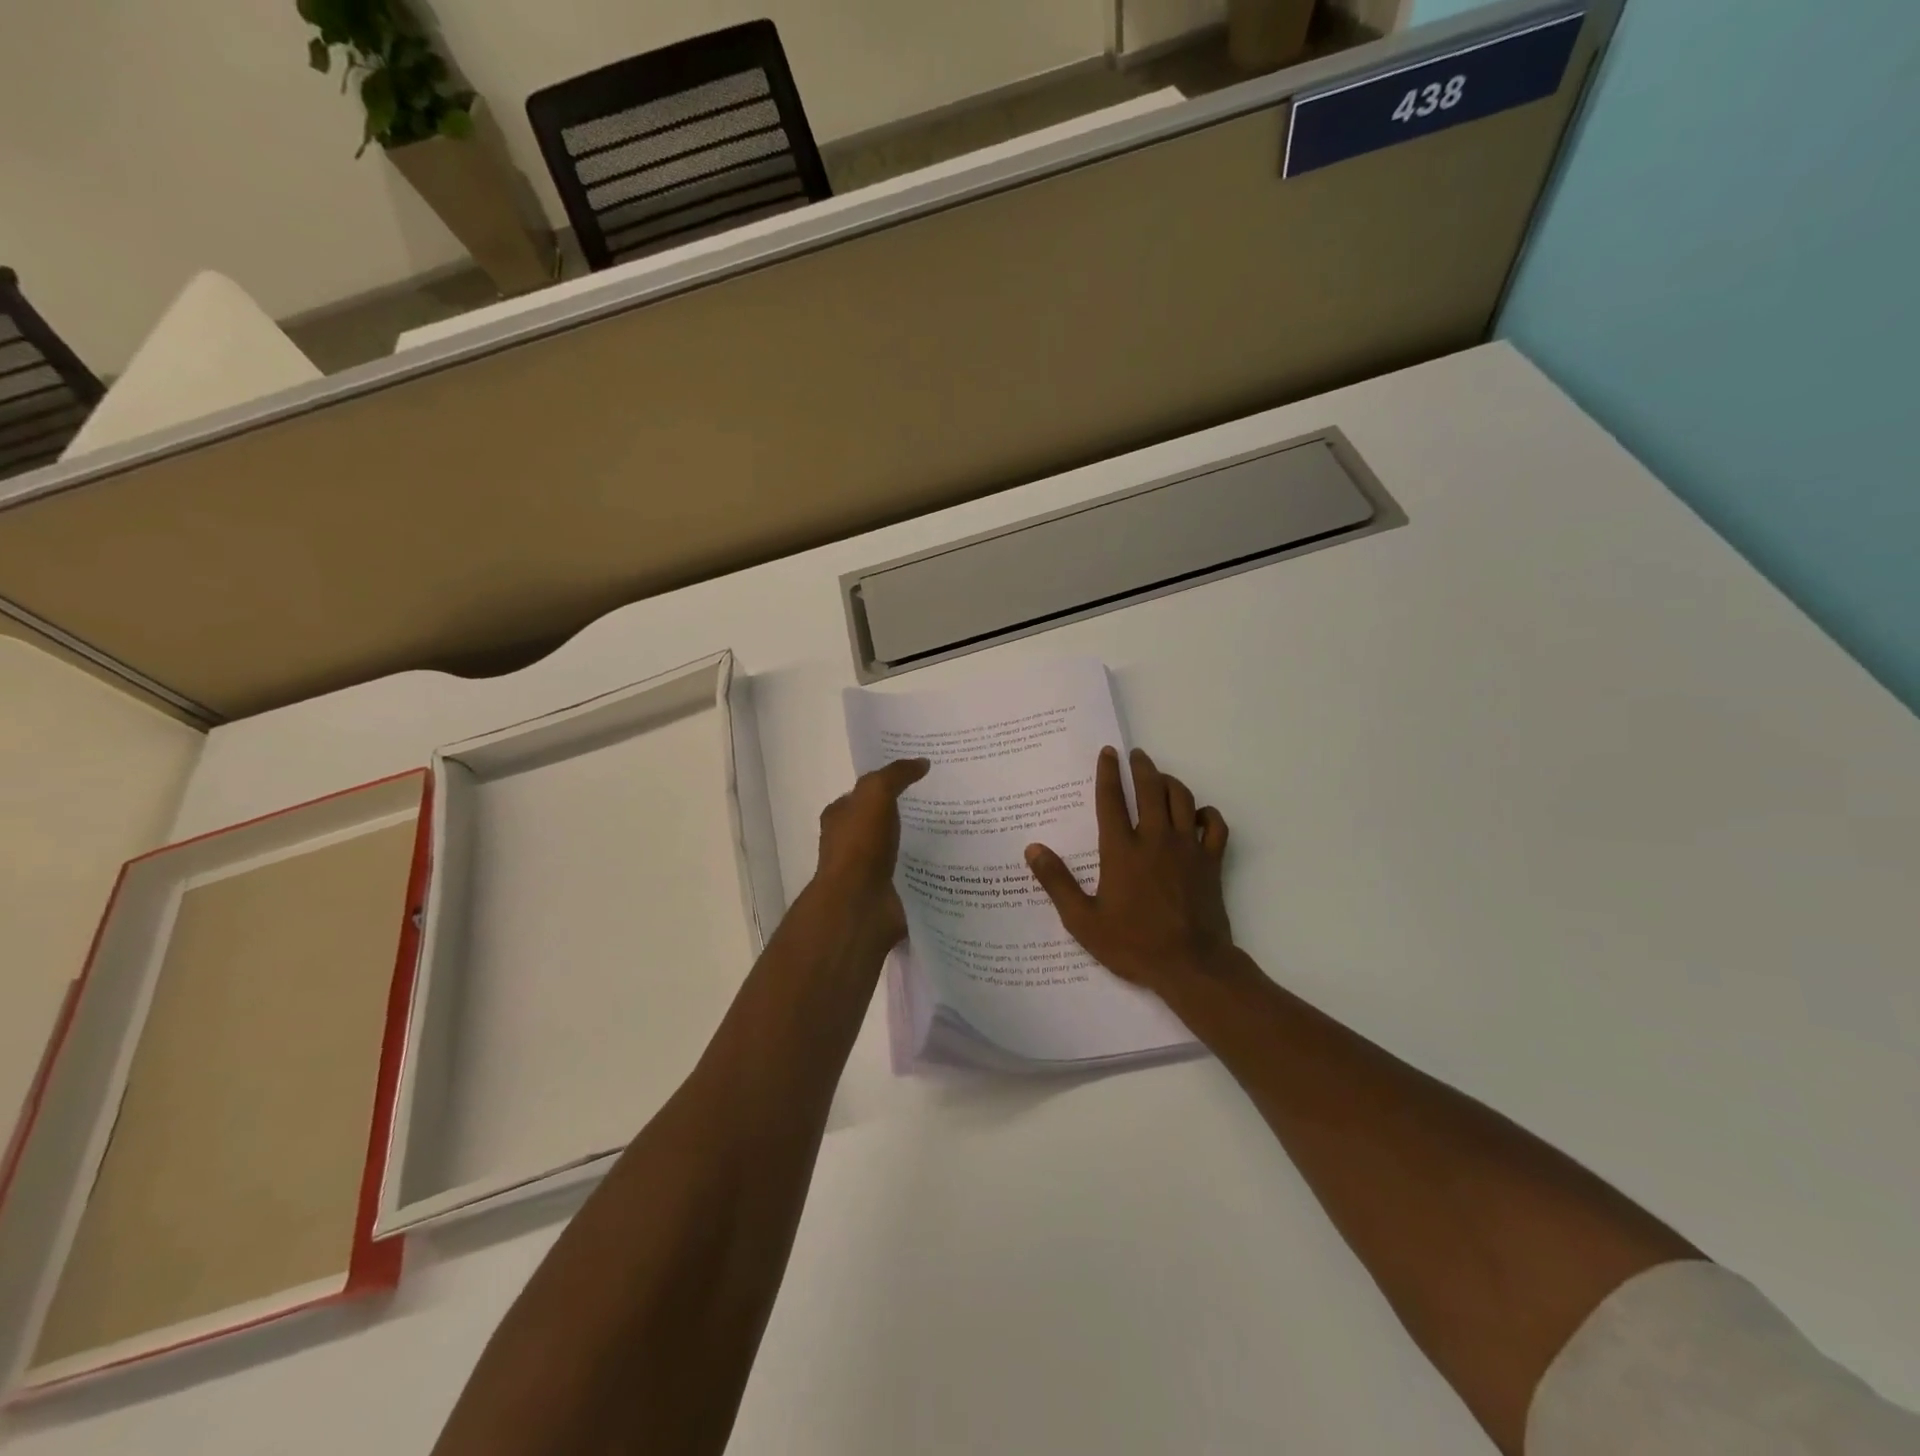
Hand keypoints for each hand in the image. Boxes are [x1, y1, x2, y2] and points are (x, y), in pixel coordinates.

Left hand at [810, 758, 929, 948]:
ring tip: (953, 833)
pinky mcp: (886, 893)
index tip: (917, 778)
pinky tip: (948, 864)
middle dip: (904, 814)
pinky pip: (908, 876)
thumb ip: (896, 775)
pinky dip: (924, 871)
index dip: (885, 784)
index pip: (862, 795)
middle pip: (880, 822)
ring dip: (916, 844)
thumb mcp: (876, 794)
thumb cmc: (860, 845)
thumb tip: (921, 763)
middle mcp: (849, 843)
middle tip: (942, 803)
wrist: (858, 904)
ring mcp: (867, 871)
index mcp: (839, 817)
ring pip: (896, 850)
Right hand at [1025, 746, 1240, 1000]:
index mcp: (1121, 850)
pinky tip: (1197, 814)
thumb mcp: (1083, 920)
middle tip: (1136, 755)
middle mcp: (1155, 839)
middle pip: (1150, 789)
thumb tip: (1033, 849)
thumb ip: (1057, 882)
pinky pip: (1214, 825)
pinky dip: (1206, 813)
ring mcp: (1187, 848)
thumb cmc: (1133, 944)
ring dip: (1170, 782)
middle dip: (1142, 767)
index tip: (1108, 753)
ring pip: (1182, 799)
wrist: (1190, 966)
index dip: (1108, 772)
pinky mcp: (1211, 862)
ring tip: (1160, 778)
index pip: (1111, 799)